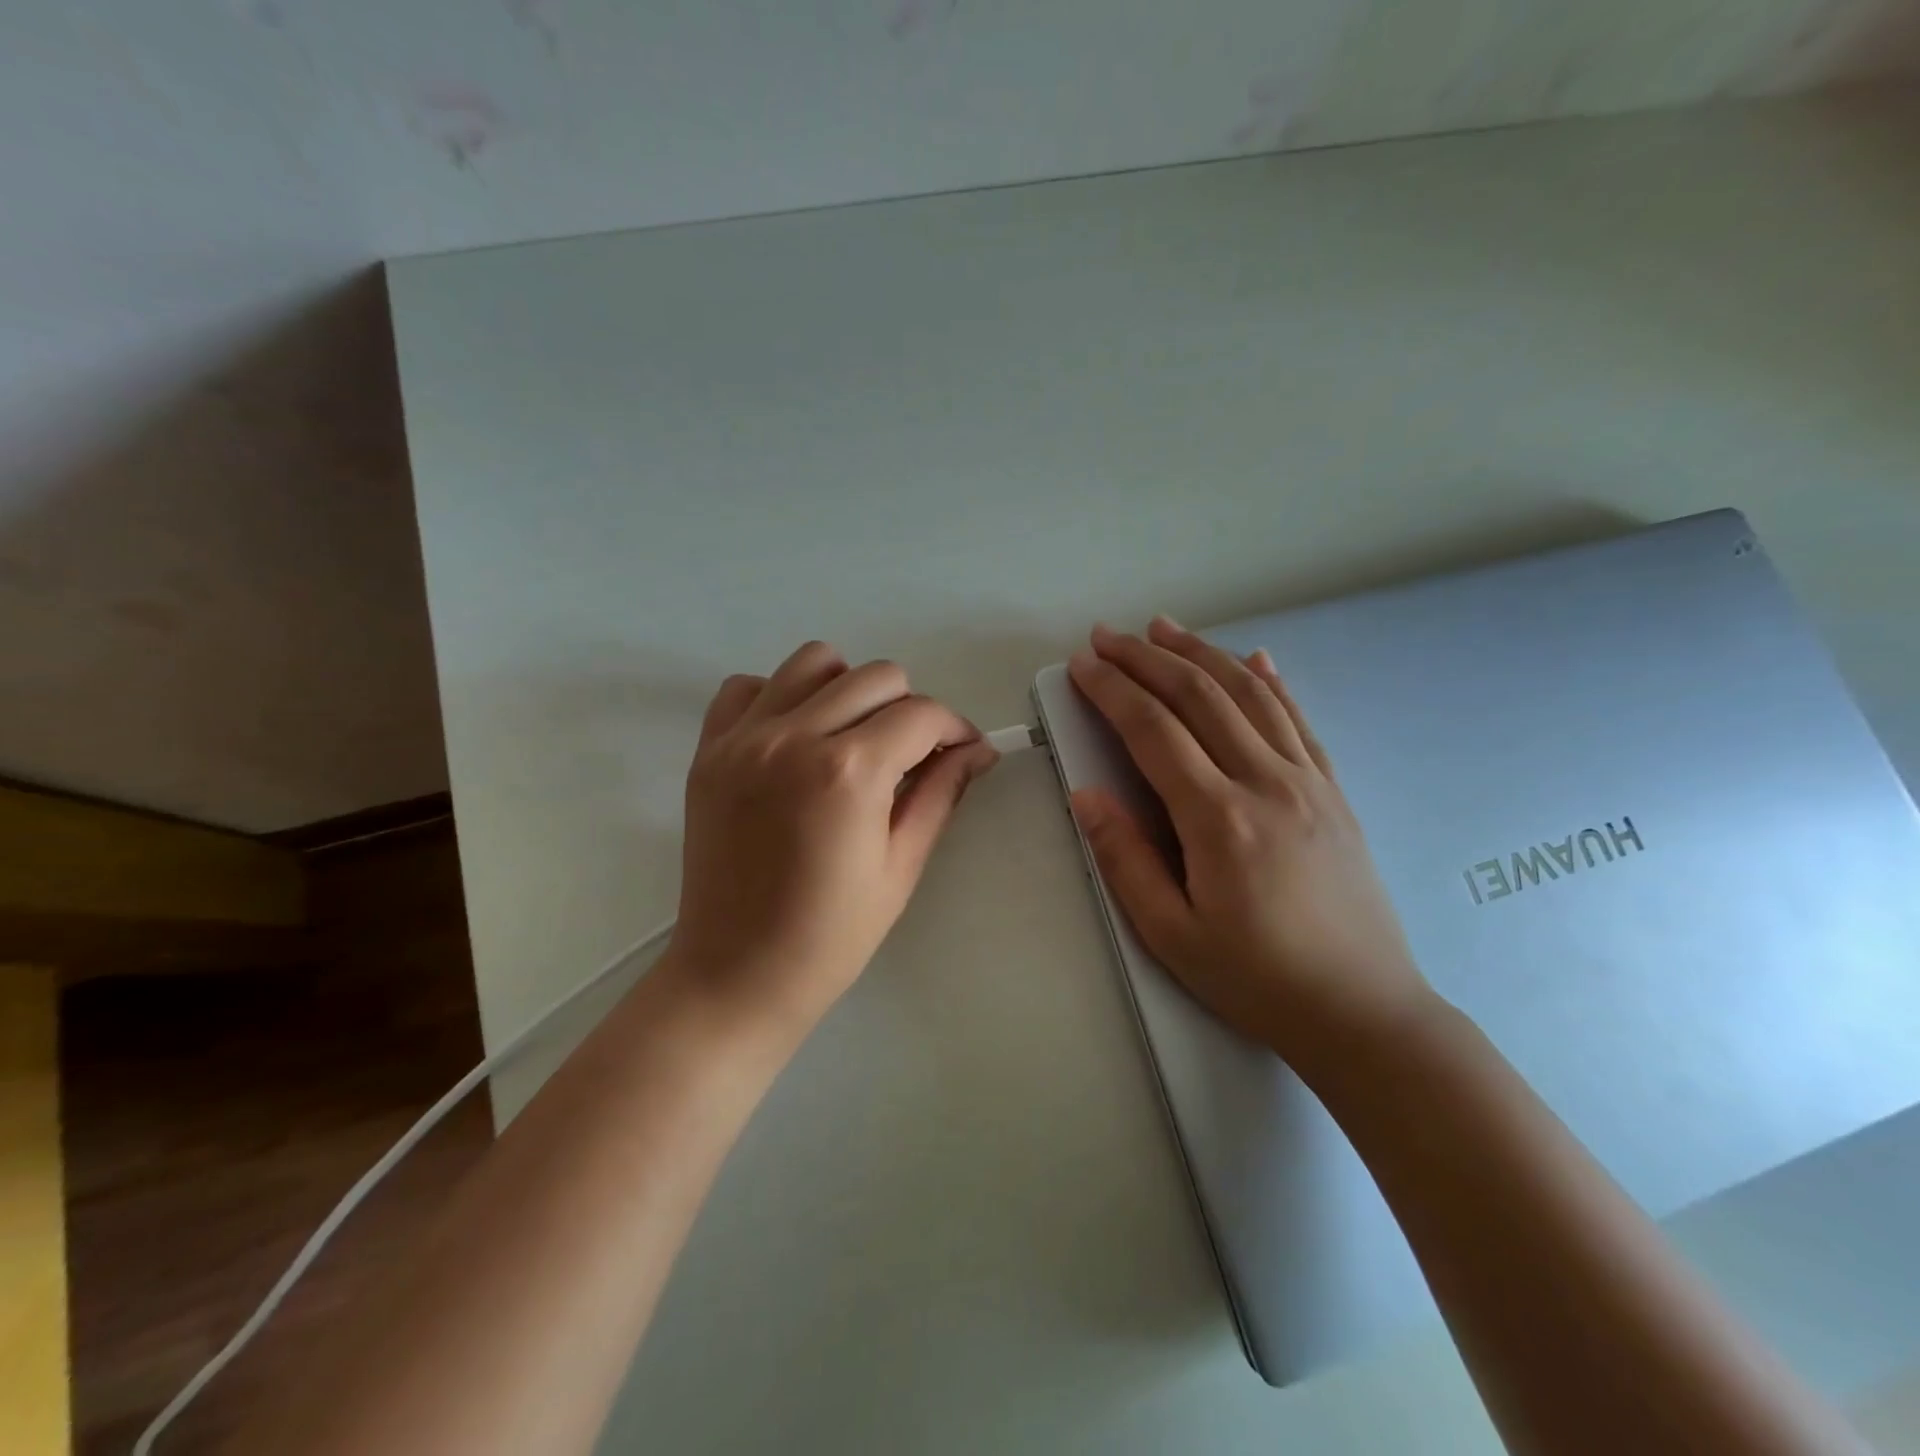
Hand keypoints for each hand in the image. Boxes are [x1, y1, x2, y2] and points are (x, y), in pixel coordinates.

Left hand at [664, 641, 997, 1043]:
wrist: (736, 973)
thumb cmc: (830, 936)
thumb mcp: (900, 867)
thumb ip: (940, 794)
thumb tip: (978, 750)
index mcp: (850, 772)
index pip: (922, 714)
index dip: (955, 729)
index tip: (963, 752)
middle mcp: (794, 736)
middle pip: (876, 676)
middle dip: (909, 709)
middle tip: (910, 755)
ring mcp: (744, 738)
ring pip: (814, 661)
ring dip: (848, 689)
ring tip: (852, 736)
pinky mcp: (709, 749)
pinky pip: (749, 686)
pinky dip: (780, 697)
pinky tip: (795, 738)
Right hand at [1067, 618, 1432, 1066]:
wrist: (1363, 1011)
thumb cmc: (1256, 978)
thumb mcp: (1171, 934)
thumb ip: (1124, 859)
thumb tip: (1087, 794)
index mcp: (1219, 818)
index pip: (1153, 730)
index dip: (1112, 690)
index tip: (1082, 664)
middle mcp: (1266, 782)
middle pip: (1200, 696)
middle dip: (1147, 658)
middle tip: (1108, 635)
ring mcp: (1308, 780)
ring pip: (1250, 694)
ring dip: (1202, 653)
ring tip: (1165, 628)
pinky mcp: (1333, 790)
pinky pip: (1298, 720)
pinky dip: (1271, 681)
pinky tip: (1254, 658)